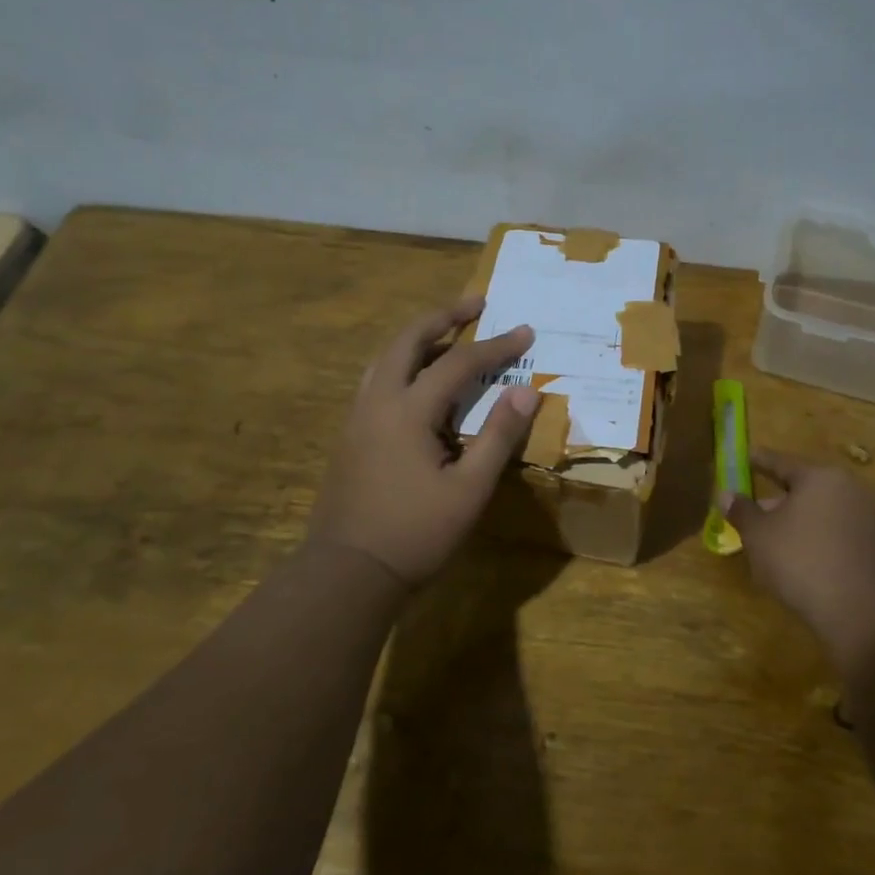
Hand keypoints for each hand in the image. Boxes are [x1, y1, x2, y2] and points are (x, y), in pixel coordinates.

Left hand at [307, 298, 540, 588]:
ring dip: (418, 337)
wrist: (348, 572)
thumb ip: (498, 436)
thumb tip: (527, 390)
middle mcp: (376, 401)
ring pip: (386, 358)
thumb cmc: (415, 533)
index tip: (525, 331)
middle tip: (475, 302)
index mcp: (406, 411)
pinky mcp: (350, 435)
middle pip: (407, 341)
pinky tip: (419, 380)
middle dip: (443, 316)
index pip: (457, 363)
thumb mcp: (469, 489)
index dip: (495, 346)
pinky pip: (378, 380)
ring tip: (448, 332)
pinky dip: (404, 363)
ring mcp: (357, 417)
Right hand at [723, 449, 874, 671]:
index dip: (758, 461)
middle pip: (805, 487)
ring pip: (823, 512)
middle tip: (753, 511)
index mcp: (820, 477)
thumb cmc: (803, 563)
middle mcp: (851, 489)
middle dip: (778, 499)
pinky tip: (803, 561)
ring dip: (798, 522)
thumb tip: (725, 493)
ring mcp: (871, 518)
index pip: (781, 462)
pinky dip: (819, 539)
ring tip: (774, 542)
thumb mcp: (759, 537)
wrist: (866, 616)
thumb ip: (741, 511)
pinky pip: (840, 534)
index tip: (744, 458)